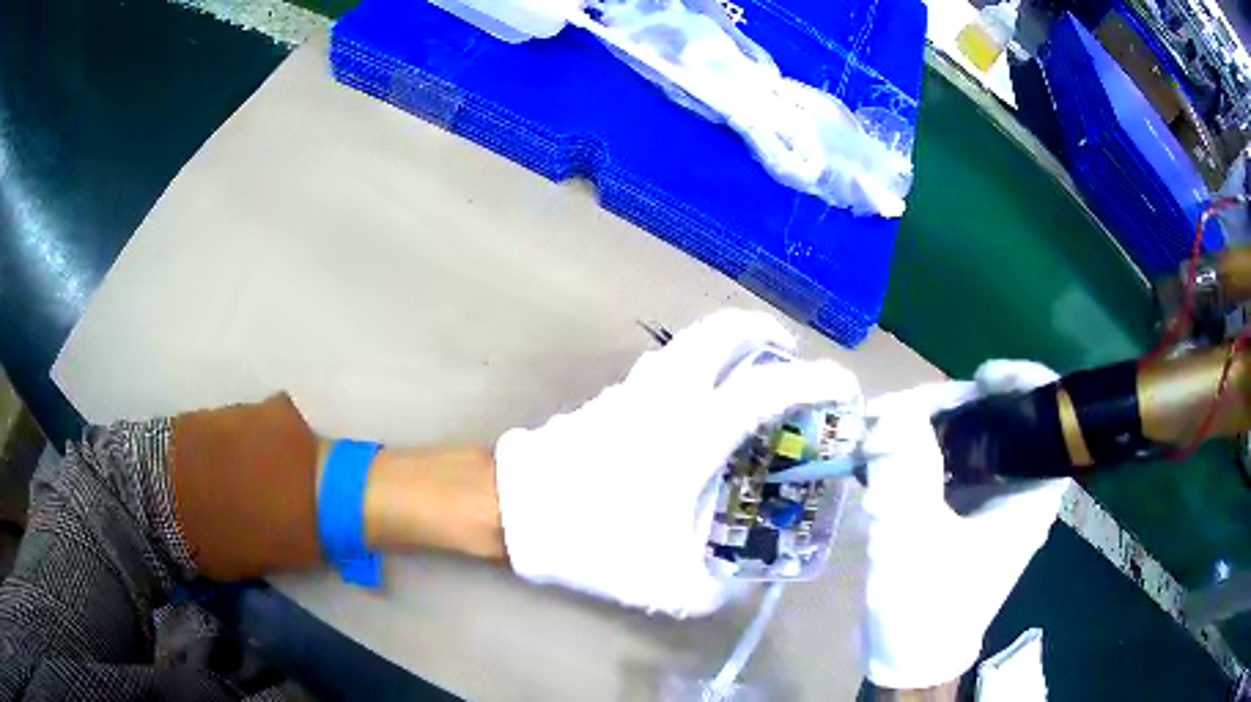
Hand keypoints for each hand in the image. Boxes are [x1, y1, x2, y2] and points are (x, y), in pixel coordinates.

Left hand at [494, 309, 860, 616]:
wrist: (514, 509)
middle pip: (724, 332)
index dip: (816, 382)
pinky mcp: (614, 395)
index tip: (845, 388)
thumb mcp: (664, 582)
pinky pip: (669, 362)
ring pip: (693, 341)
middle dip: (766, 333)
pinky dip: (699, 364)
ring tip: (752, 374)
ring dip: (731, 344)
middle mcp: (669, 395)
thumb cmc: (592, 536)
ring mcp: (637, 388)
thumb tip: (736, 585)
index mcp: (692, 433)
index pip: (769, 388)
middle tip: (790, 357)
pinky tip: (701, 404)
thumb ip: (713, 589)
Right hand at [861, 361, 1069, 688]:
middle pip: (1000, 420)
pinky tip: (883, 457)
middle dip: (953, 405)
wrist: (908, 655)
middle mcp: (1016, 489)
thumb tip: (894, 411)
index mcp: (1030, 496)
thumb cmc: (926, 608)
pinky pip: (947, 460)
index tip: (981, 378)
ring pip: (969, 437)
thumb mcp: (915, 543)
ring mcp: (988, 497)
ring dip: (927, 426)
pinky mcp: (962, 506)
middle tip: (900, 411)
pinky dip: (918, 450)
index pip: (1050, 420)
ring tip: (880, 432)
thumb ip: (908, 475)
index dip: (1025, 383)